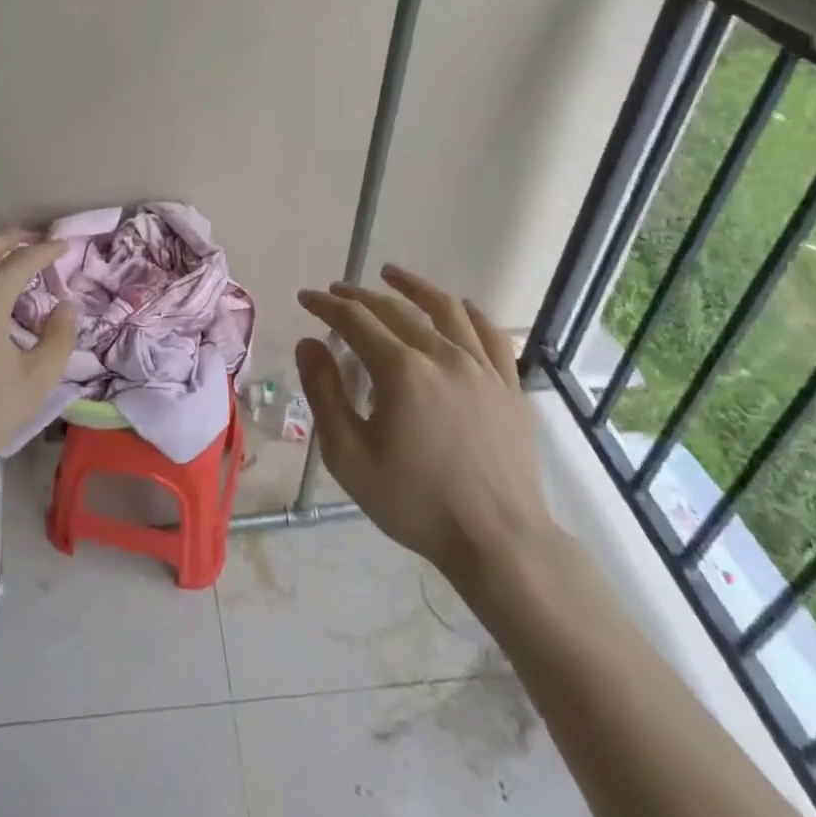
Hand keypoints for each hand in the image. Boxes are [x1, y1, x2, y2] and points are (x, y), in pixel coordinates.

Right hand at [295, 264, 561, 611]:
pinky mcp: (508, 385)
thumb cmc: (416, 502)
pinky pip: (489, 334)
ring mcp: (481, 367)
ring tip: (392, 275)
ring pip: (445, 309)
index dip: (326, 305)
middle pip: (395, 310)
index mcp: (401, 370)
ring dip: (413, 287)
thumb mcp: (349, 456)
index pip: (355, 320)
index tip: (307, 298)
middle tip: (337, 292)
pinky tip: (458, 306)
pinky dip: (468, 312)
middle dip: (360, 296)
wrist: (499, 542)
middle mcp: (442, 355)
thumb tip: (310, 344)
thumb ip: (324, 393)